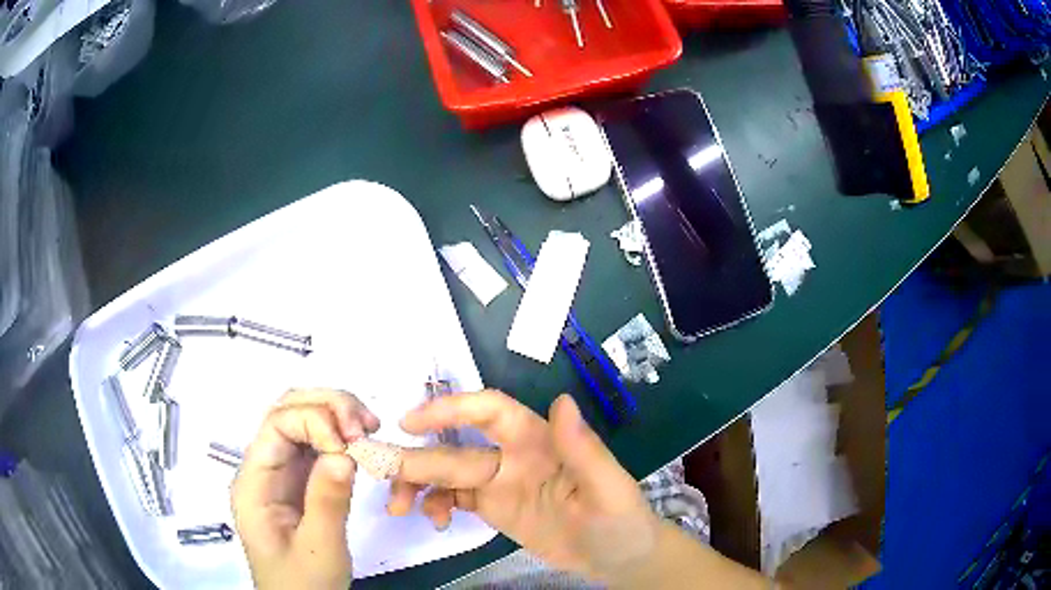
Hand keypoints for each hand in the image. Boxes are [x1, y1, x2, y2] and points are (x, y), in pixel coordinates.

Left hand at [231, 388, 379, 589]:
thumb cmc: (304, 584)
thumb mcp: (319, 549)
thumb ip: (327, 502)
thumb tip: (345, 453)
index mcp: (254, 483)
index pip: (276, 425)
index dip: (314, 421)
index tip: (350, 444)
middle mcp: (263, 468)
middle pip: (286, 411)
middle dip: (327, 406)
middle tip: (366, 425)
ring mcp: (281, 473)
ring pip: (301, 420)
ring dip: (335, 413)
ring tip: (368, 427)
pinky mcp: (299, 481)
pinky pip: (316, 444)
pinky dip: (340, 434)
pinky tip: (360, 442)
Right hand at [387, 390, 662, 582]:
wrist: (618, 558)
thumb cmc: (620, 520)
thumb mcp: (609, 489)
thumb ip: (584, 450)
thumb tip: (562, 401)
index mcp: (539, 442)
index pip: (490, 412)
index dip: (451, 410)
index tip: (411, 422)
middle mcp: (512, 457)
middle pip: (455, 450)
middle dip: (415, 458)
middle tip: (378, 469)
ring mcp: (501, 485)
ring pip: (447, 474)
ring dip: (417, 484)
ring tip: (397, 506)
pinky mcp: (495, 509)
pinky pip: (455, 499)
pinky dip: (436, 504)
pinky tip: (434, 520)